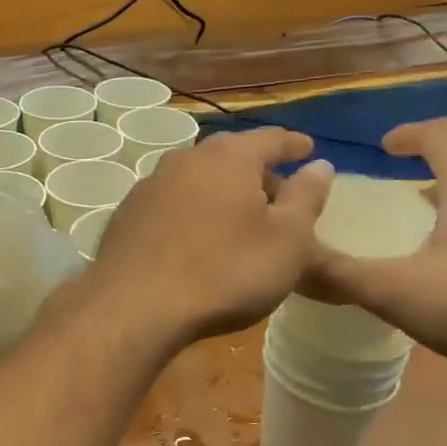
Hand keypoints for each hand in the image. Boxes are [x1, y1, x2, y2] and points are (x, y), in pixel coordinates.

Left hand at [84, 127, 334, 344]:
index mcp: (228, 157)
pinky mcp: (126, 215)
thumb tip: (320, 165)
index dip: (293, 144)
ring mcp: (149, 186)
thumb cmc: (225, 271)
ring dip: (220, 191)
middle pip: (229, 156)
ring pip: (196, 179)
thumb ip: (306, 198)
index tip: (308, 149)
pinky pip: (171, 204)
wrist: (135, 306)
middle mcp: (185, 159)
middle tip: (277, 192)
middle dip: (256, 170)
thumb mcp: (286, 241)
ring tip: (238, 216)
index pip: (270, 139)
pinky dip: (192, 211)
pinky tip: (196, 236)